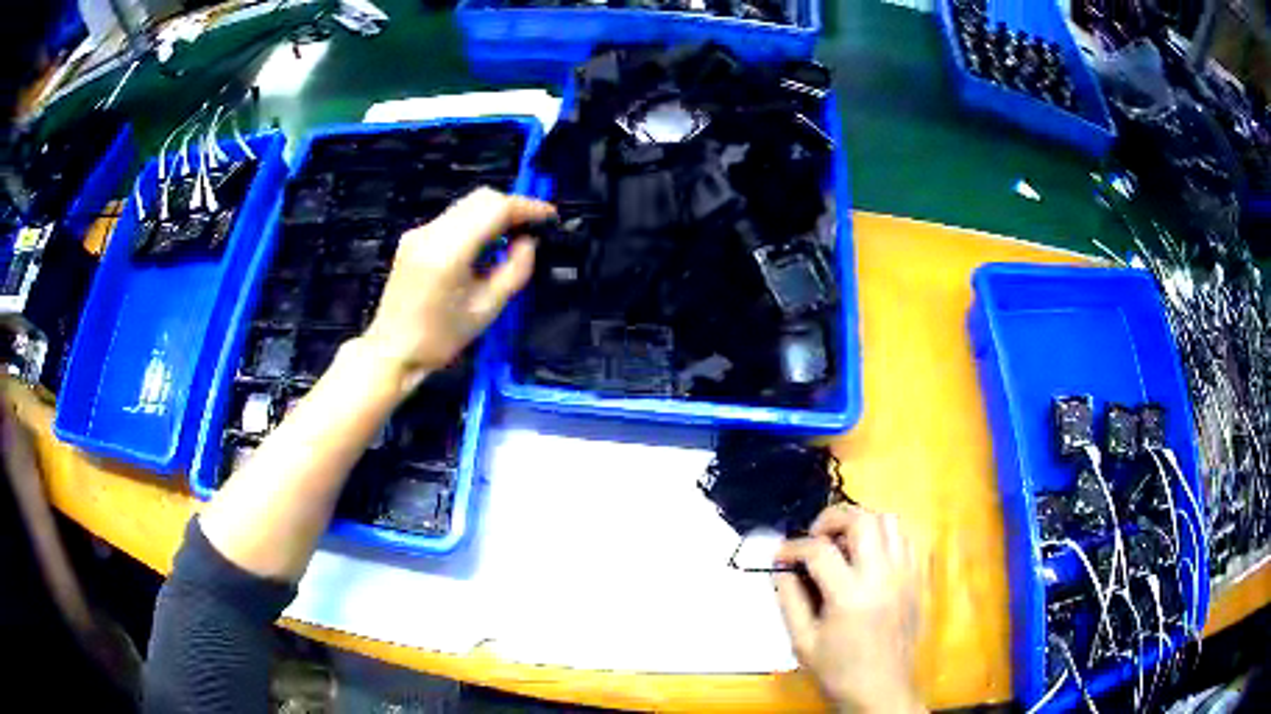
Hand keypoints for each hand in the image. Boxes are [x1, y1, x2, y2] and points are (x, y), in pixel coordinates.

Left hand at [361, 187, 554, 392]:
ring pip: (467, 204)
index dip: (528, 207)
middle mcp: (432, 232)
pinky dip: (475, 223)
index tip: (549, 217)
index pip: (496, 208)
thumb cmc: (440, 339)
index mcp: (449, 251)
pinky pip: (453, 218)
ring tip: (511, 239)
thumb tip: (529, 242)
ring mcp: (419, 232)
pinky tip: (483, 248)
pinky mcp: (413, 238)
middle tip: (532, 229)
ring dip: (493, 214)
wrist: (392, 351)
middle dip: (512, 207)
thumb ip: (515, 270)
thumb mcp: (487, 309)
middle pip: (481, 198)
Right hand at [775, 506, 923, 713]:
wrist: (881, 690)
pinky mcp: (918, 579)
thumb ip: (789, 600)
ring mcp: (905, 574)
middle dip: (832, 519)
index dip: (793, 547)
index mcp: (850, 595)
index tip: (780, 555)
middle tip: (815, 537)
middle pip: (862, 520)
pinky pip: (906, 539)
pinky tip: (870, 556)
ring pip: (889, 521)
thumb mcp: (802, 641)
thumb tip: (780, 568)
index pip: (819, 550)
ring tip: (844, 543)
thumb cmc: (838, 670)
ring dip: (862, 523)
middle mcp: (882, 576)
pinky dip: (885, 537)